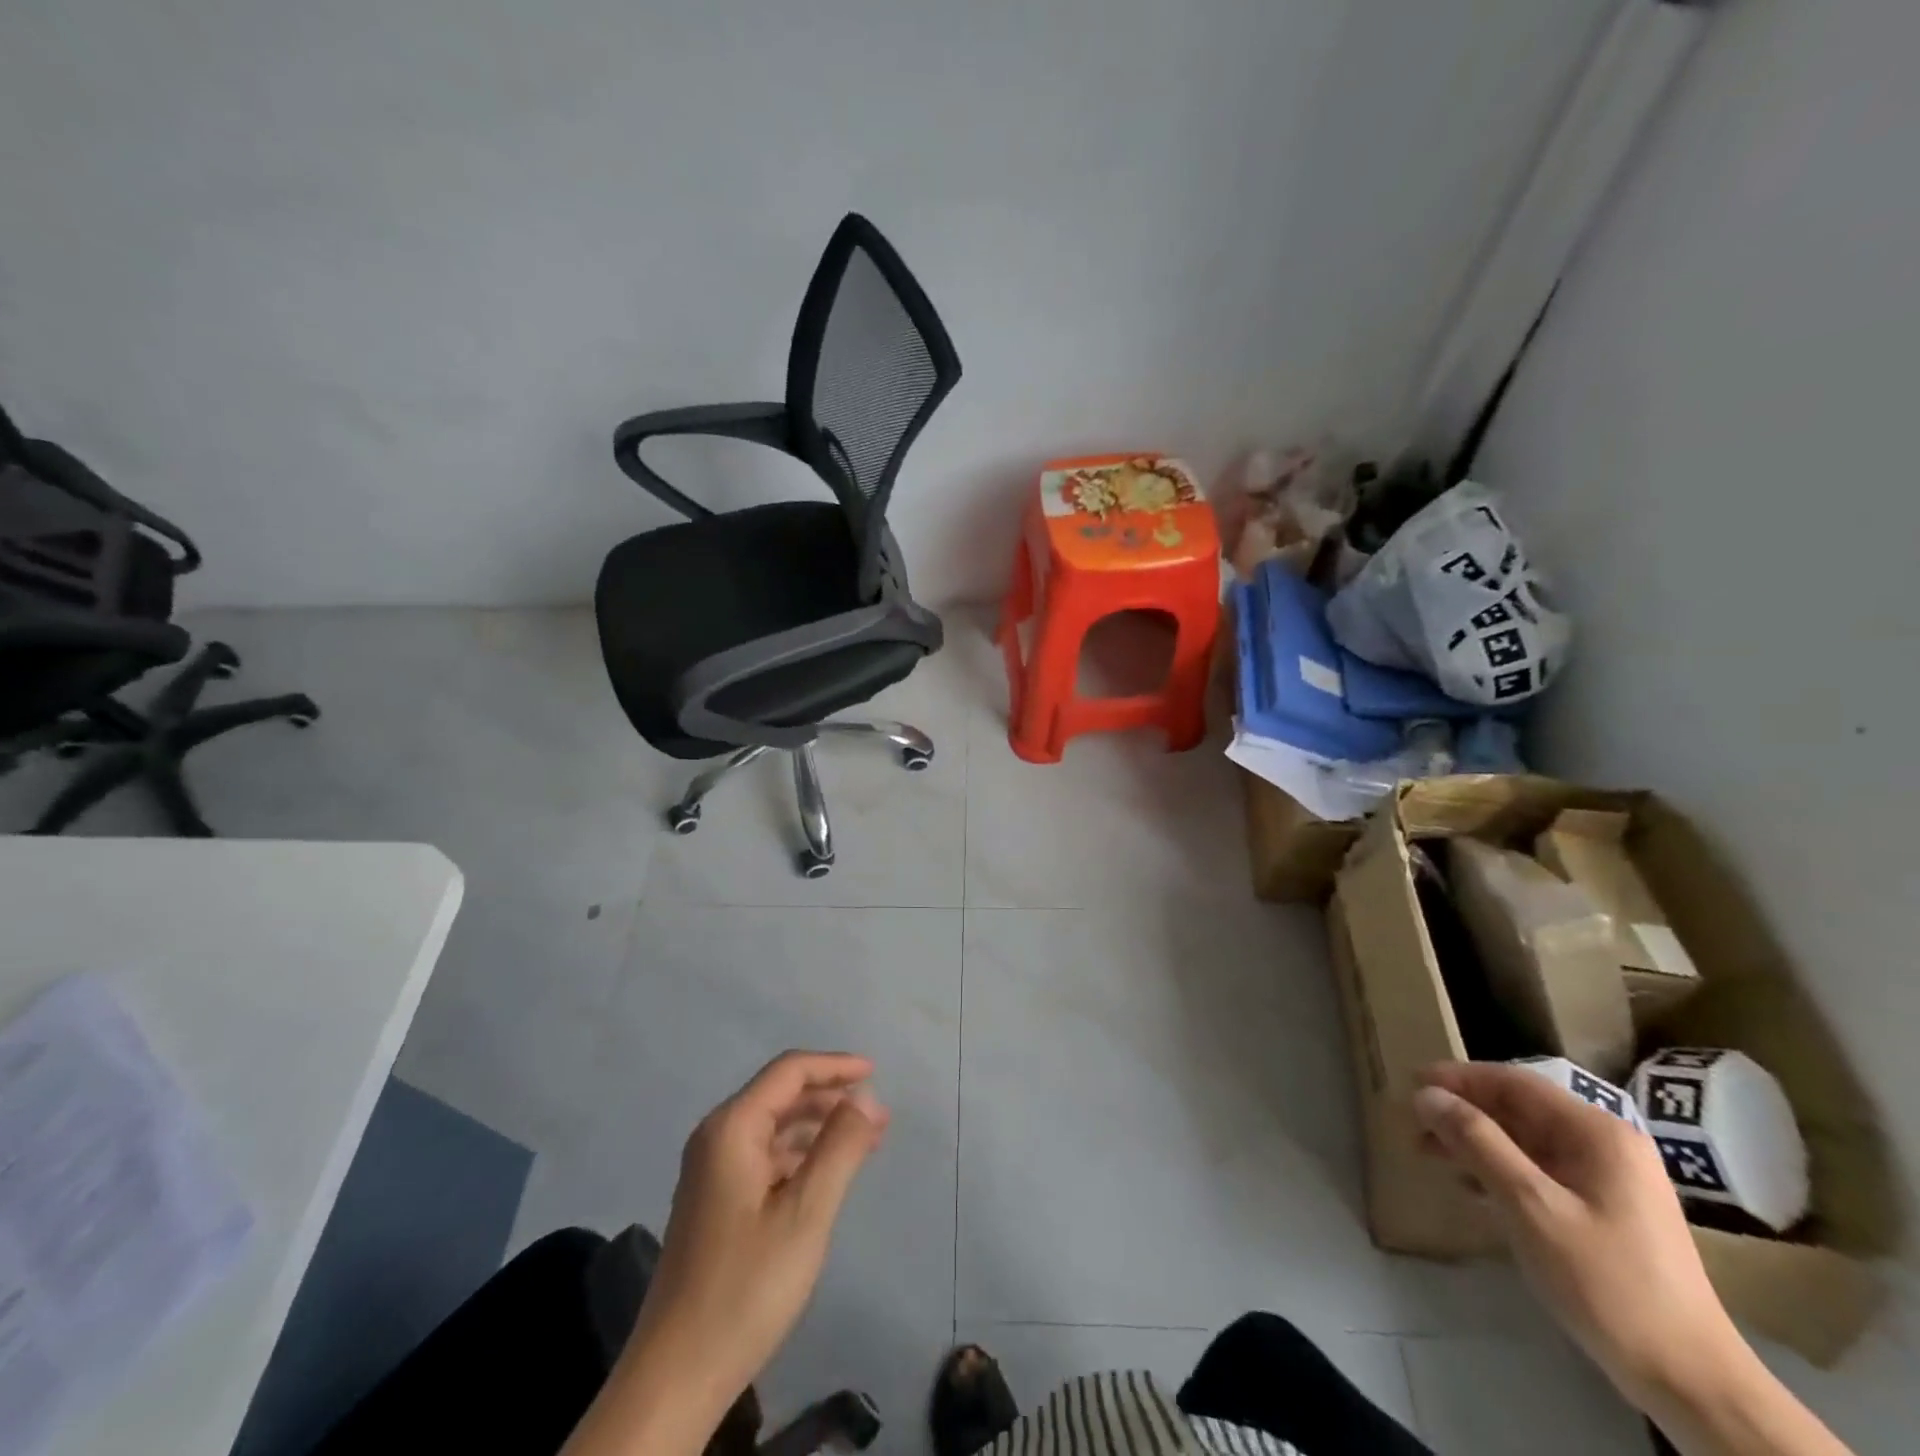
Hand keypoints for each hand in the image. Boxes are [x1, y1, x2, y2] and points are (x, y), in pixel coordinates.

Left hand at [632, 1052, 889, 1408]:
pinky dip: (799, 1155)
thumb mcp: (806, 1213)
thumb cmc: (746, 1287)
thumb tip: (867, 1096)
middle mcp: (716, 1138)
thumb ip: (840, 1147)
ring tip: (864, 1141)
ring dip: (818, 1126)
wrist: (676, 1377)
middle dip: (830, 1097)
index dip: (834, 1066)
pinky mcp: (715, 1201)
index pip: (788, 1071)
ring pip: (774, 1127)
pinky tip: (826, 1173)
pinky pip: (764, 1156)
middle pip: (780, 1095)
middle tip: (877, 1114)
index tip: (876, 1072)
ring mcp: (711, 1171)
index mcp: (731, 1128)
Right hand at [1412, 1061, 1740, 1409]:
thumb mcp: (1530, 1206)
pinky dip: (1500, 1170)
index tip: (1411, 1085)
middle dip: (1463, 1113)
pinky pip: (1541, 1171)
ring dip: (1476, 1142)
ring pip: (1527, 1141)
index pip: (1514, 1082)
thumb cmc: (1607, 1282)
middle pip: (1520, 1109)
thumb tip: (1426, 1095)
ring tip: (1431, 1155)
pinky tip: (1472, 1188)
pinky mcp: (1607, 1211)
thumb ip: (1476, 1142)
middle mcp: (1607, 1145)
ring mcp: (1611, 1180)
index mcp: (1597, 1133)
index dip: (1458, 1078)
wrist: (1692, 1382)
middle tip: (1414, 1125)